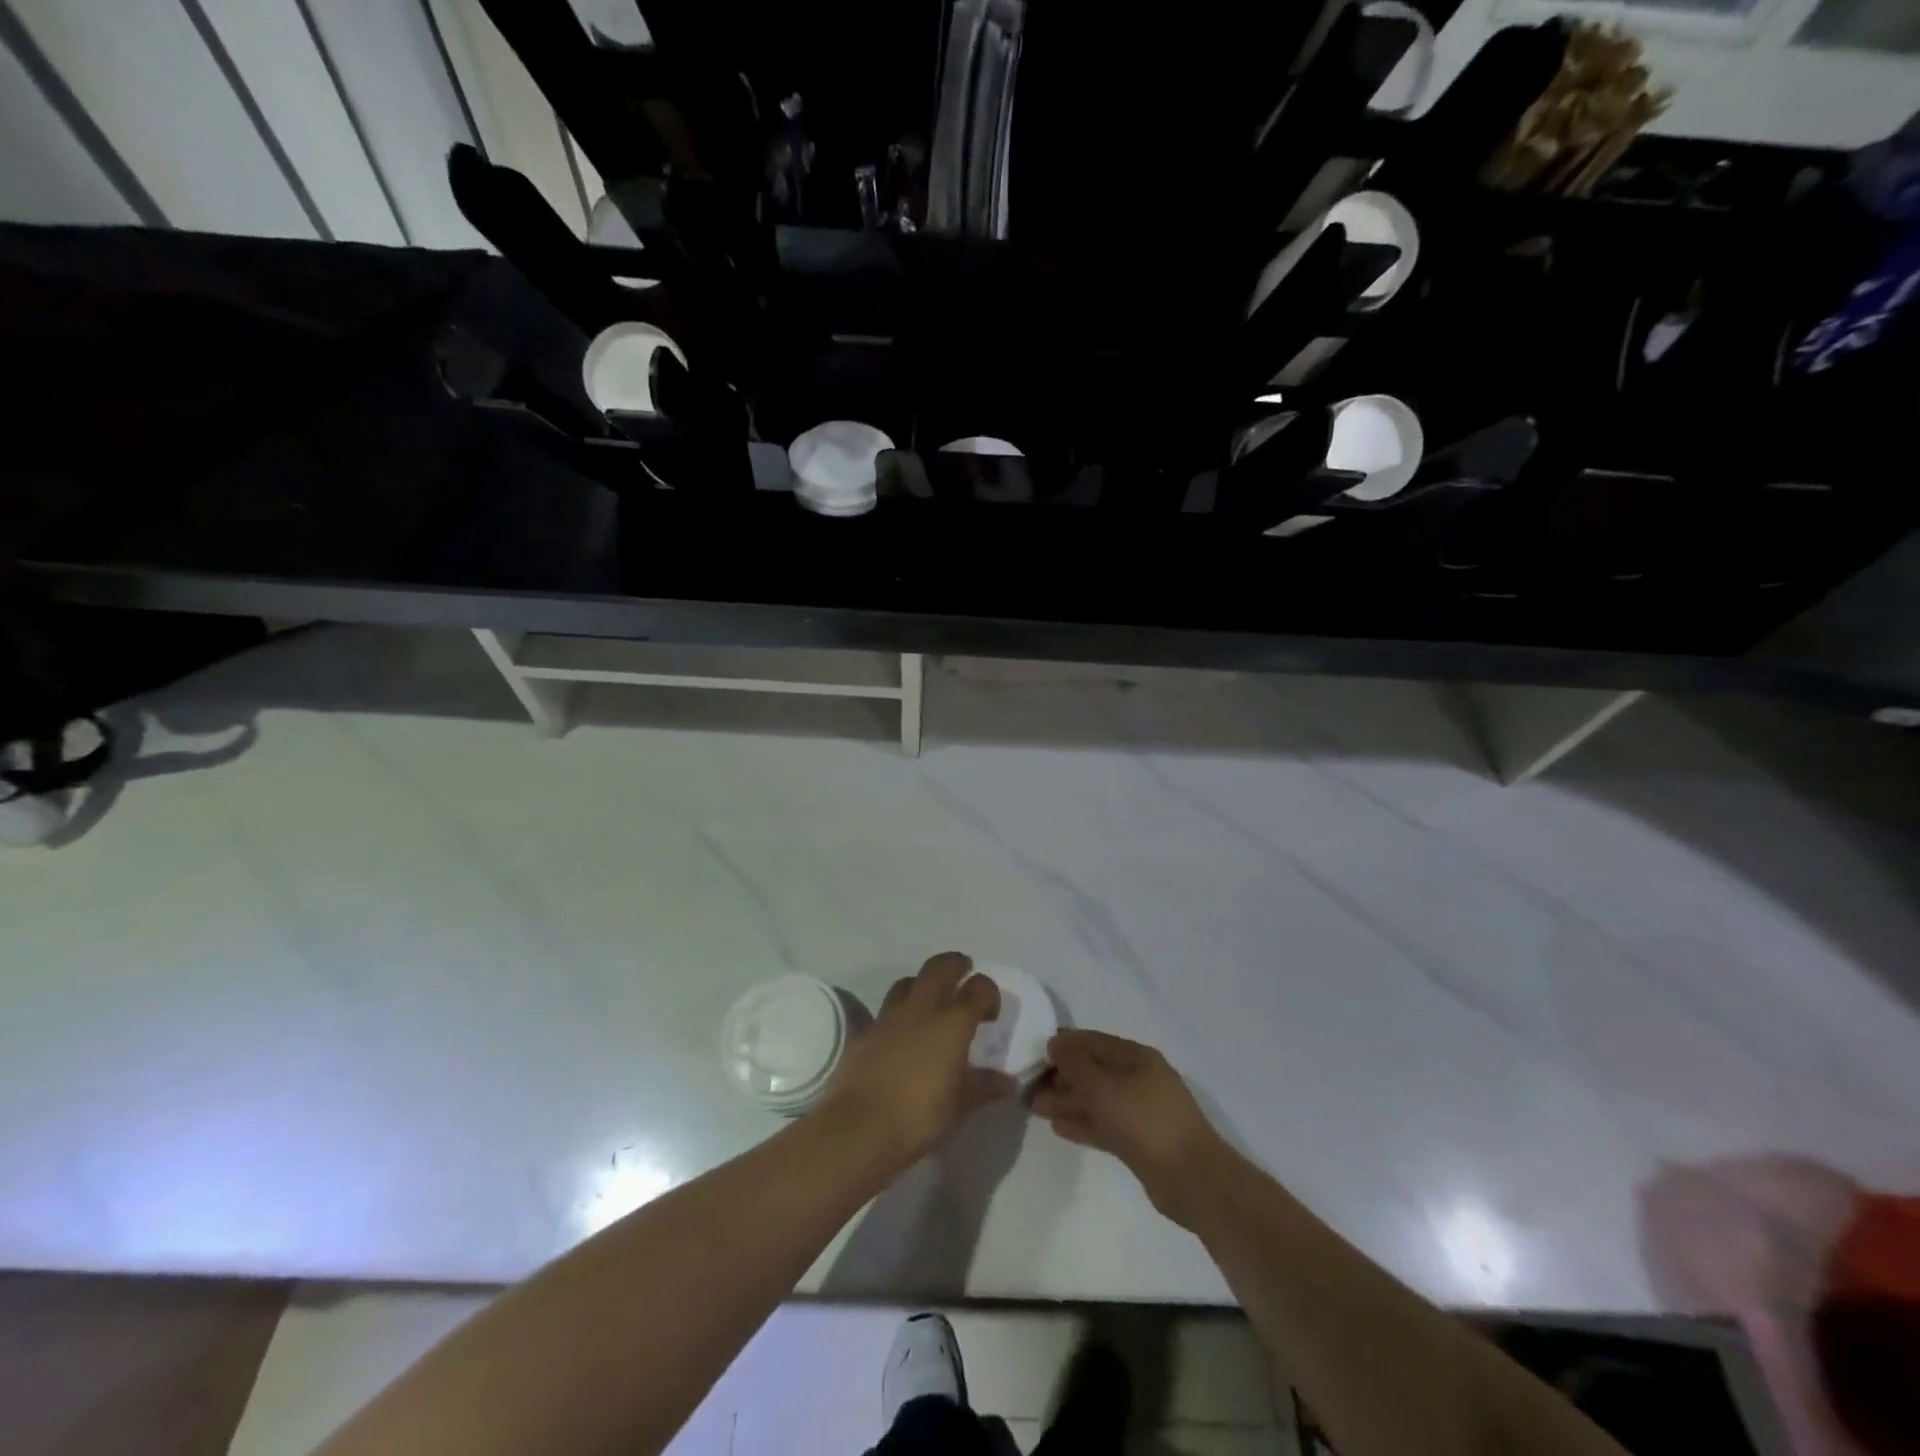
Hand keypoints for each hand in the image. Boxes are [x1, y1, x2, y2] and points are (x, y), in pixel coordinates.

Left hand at [815, 953, 1016, 1172]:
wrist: (861, 1126)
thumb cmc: (921, 1115)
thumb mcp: (961, 1104)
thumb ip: (985, 1086)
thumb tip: (1008, 1083)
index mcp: (952, 1022)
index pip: (978, 988)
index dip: (989, 992)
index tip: (991, 1012)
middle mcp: (922, 1008)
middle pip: (940, 967)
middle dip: (955, 965)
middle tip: (963, 974)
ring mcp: (890, 1016)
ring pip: (908, 981)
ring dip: (923, 983)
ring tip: (930, 1001)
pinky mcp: (866, 1031)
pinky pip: (885, 1010)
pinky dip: (898, 1014)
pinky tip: (901, 1035)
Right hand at [1033, 1029, 1229, 1225]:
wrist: (1192, 1179)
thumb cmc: (1145, 1121)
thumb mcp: (1103, 1087)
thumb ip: (1075, 1063)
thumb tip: (1055, 1041)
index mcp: (1136, 1056)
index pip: (1093, 1041)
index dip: (1063, 1045)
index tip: (1033, 1054)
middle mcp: (1139, 1078)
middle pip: (1094, 1070)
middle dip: (1062, 1076)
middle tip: (1029, 1086)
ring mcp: (1141, 1110)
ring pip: (1097, 1099)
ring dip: (1068, 1101)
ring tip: (1035, 1107)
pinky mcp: (1140, 1141)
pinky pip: (1104, 1123)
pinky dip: (1083, 1122)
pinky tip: (1058, 1128)